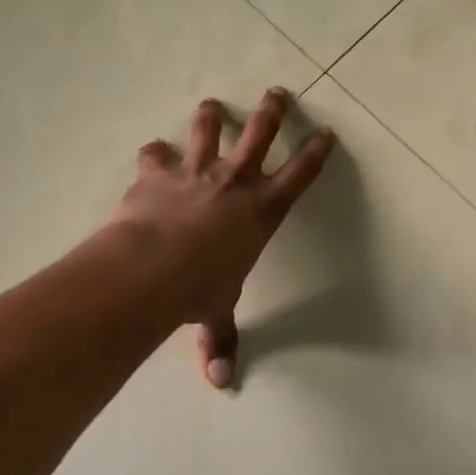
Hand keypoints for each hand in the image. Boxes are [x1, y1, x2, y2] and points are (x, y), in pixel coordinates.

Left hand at [110, 88, 335, 385]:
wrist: (150, 268)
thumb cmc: (198, 289)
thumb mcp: (216, 312)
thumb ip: (219, 339)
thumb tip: (221, 383)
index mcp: (261, 211)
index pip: (299, 175)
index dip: (315, 152)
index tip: (325, 132)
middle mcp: (233, 182)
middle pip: (259, 135)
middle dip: (272, 111)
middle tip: (278, 91)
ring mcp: (195, 172)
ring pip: (208, 131)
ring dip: (212, 115)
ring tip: (213, 104)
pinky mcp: (157, 174)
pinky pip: (156, 154)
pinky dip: (155, 153)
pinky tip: (153, 150)